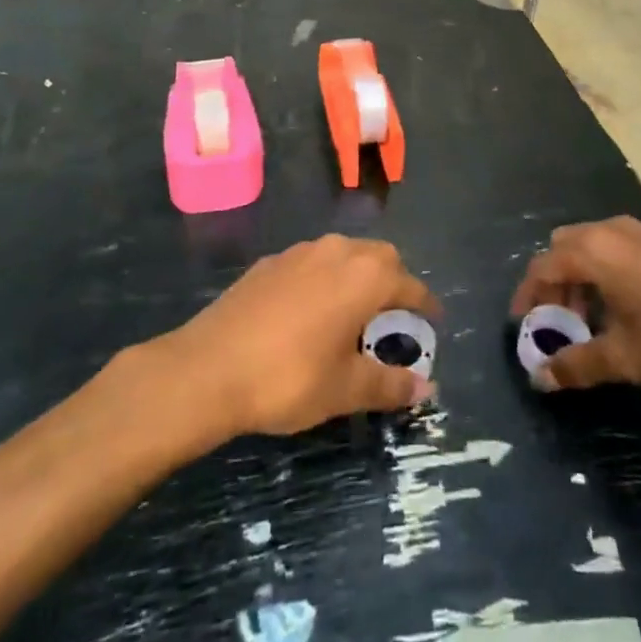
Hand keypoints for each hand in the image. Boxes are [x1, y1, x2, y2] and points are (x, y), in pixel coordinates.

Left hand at [165, 235, 440, 438]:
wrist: (207, 369)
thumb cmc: (288, 378)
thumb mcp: (345, 389)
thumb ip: (389, 384)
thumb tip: (426, 387)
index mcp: (364, 276)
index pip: (409, 284)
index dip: (425, 304)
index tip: (433, 321)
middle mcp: (337, 251)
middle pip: (380, 257)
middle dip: (394, 281)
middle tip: (395, 317)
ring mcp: (300, 252)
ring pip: (345, 253)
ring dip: (359, 275)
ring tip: (355, 312)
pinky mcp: (270, 262)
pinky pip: (313, 262)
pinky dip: (325, 279)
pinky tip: (311, 311)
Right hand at [509, 216, 640, 395]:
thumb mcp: (626, 358)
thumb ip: (578, 365)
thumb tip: (540, 379)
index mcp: (594, 251)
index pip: (543, 266)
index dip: (528, 297)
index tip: (523, 327)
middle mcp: (612, 231)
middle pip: (564, 248)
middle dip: (554, 284)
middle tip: (558, 324)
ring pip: (592, 248)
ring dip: (581, 279)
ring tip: (590, 323)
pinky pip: (617, 250)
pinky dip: (606, 274)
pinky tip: (624, 311)